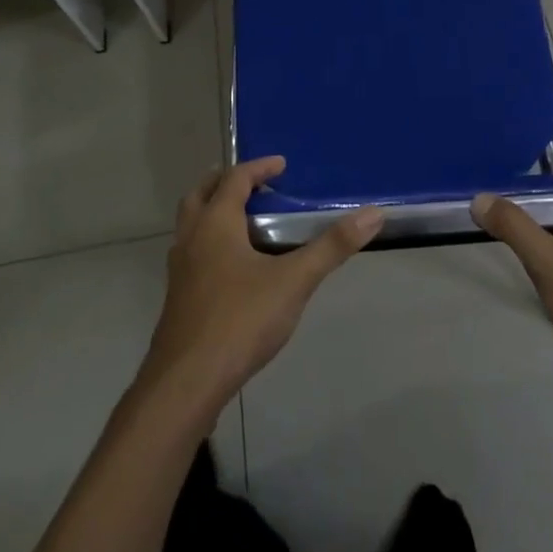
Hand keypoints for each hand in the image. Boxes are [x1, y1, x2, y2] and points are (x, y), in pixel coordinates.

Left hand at [140, 156, 382, 412]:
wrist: (185, 386)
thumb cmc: (239, 321)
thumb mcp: (294, 281)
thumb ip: (332, 247)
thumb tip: (373, 214)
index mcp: (216, 222)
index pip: (236, 178)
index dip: (259, 167)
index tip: (282, 165)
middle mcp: (192, 238)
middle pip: (201, 194)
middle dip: (226, 183)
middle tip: (254, 185)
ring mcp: (180, 270)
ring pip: (191, 225)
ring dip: (213, 212)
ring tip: (245, 223)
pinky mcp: (178, 300)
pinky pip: (192, 254)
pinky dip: (210, 243)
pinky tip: (233, 270)